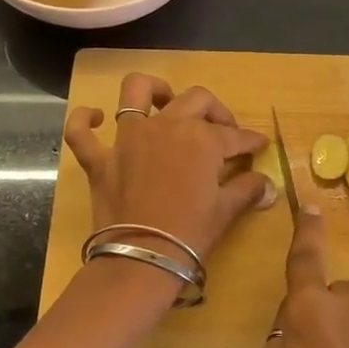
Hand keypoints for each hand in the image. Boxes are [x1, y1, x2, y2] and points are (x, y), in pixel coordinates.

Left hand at [64, 73, 272, 262]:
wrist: (143, 258)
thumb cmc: (191, 233)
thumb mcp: (226, 211)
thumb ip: (248, 190)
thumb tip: (268, 186)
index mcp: (202, 138)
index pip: (234, 135)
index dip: (250, 141)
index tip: (259, 145)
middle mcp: (166, 125)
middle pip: (196, 100)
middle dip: (216, 111)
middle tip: (222, 131)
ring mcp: (128, 138)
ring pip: (137, 92)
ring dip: (153, 90)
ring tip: (164, 100)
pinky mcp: (100, 158)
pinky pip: (80, 131)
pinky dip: (84, 120)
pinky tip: (94, 118)